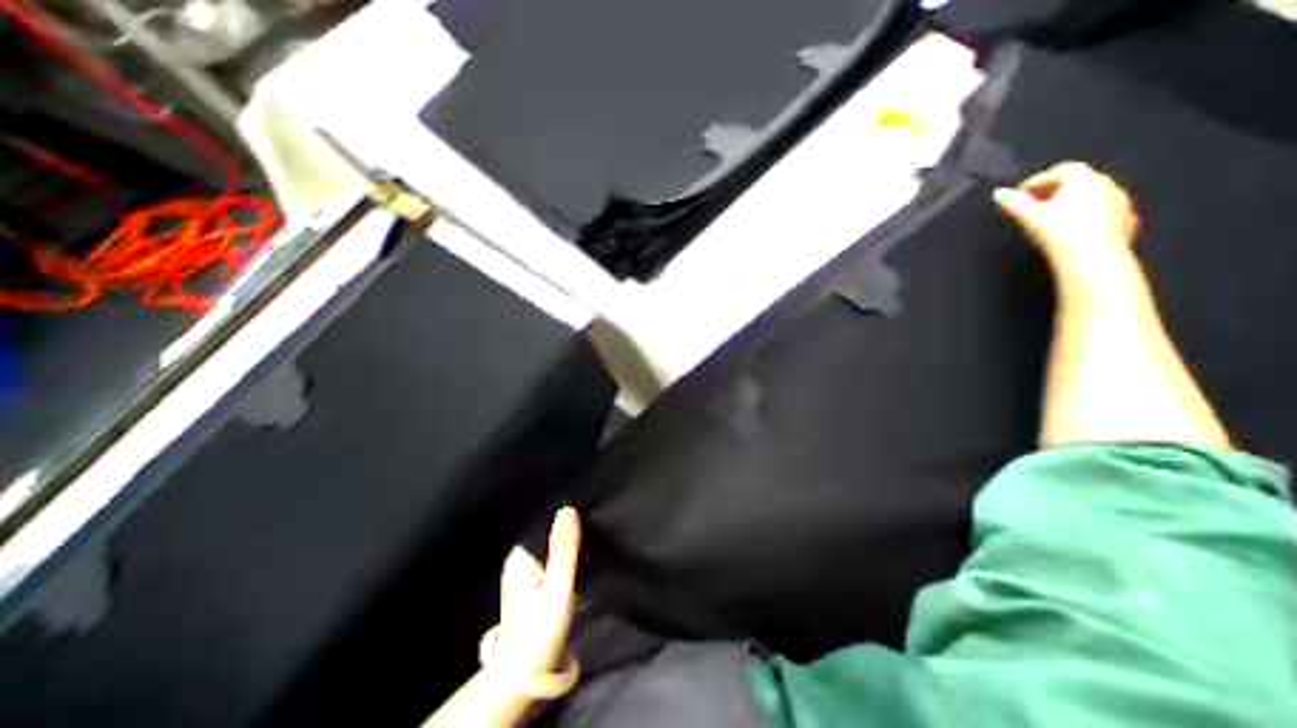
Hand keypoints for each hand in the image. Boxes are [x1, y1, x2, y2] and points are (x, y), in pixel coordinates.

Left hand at [495, 508, 580, 680]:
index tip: (582, 507)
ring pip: (549, 549)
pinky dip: (562, 559)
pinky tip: (574, 560)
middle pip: (546, 536)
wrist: (527, 673)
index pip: (541, 523)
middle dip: (564, 531)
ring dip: (564, 546)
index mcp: (518, 556)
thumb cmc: (540, 628)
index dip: (561, 516)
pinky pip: (550, 561)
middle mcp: (517, 561)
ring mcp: (524, 574)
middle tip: (588, 523)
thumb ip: (564, 548)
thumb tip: (568, 509)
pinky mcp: (532, 586)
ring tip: (585, 537)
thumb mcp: (557, 585)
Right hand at [996, 158, 1138, 278]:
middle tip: (1033, 205)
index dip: (1036, 180)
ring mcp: (1121, 203)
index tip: (1019, 194)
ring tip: (1050, 218)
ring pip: (1093, 196)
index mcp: (1084, 179)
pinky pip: (1103, 212)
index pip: (1060, 170)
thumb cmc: (1058, 232)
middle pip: (1078, 181)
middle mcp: (1108, 185)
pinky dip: (1085, 216)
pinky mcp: (1126, 221)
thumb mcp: (1029, 216)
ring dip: (1071, 203)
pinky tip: (1072, 229)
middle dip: (1054, 190)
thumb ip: (1013, 203)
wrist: (1092, 258)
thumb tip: (998, 193)